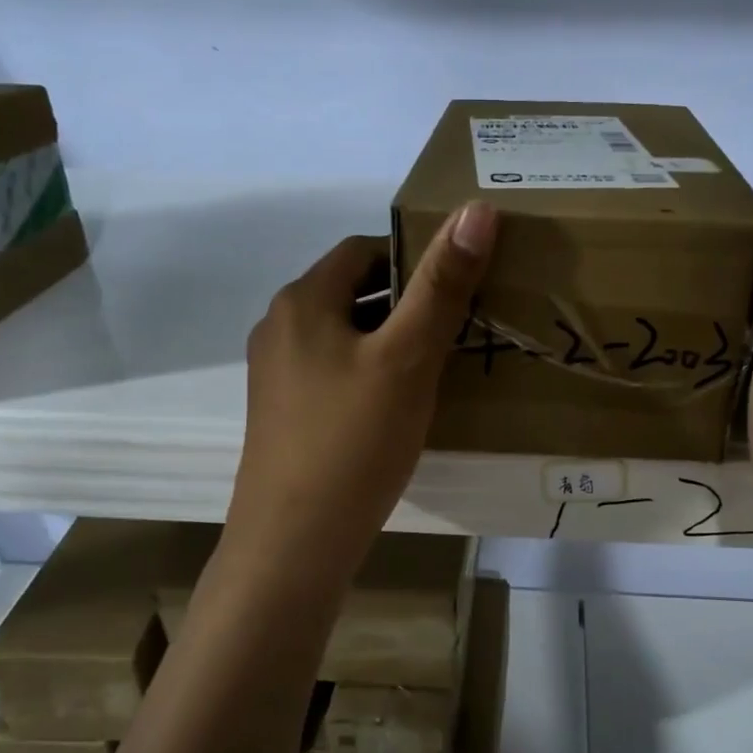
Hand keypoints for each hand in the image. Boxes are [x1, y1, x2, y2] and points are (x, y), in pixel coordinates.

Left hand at [224, 204, 497, 589]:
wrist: (294, 543)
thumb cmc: (353, 441)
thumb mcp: (407, 358)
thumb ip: (442, 286)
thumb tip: (476, 209)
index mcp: (302, 301)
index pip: (364, 251)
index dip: (415, 256)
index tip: (461, 282)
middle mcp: (280, 329)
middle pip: (353, 293)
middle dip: (407, 300)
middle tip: (461, 324)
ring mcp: (276, 376)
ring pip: (345, 336)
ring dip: (390, 339)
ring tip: (441, 364)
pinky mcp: (284, 416)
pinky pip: (335, 373)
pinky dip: (371, 373)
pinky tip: (401, 406)